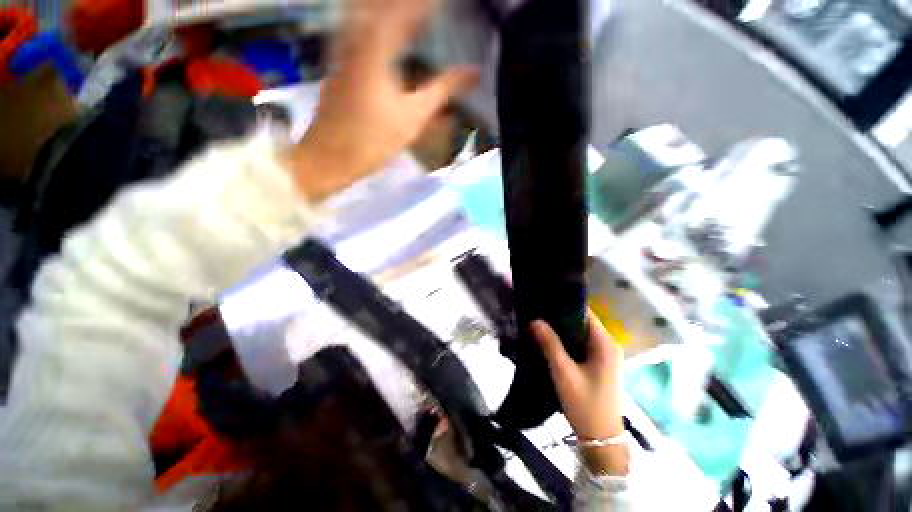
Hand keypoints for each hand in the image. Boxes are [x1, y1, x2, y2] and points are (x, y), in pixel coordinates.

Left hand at [291, 0, 478, 199]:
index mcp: (376, 43)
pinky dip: (378, 26)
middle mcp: (357, 35)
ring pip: (369, 14)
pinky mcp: (339, 61)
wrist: (331, 156)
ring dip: (394, 14)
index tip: (448, 5)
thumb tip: (474, 73)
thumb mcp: (413, 115)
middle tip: (432, 12)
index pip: (410, 8)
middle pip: (385, 6)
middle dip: (413, 8)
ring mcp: (344, 47)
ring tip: (416, 23)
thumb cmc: (374, 138)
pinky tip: (389, 35)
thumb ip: (443, 90)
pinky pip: (359, 29)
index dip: (430, 5)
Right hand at [532, 311, 629, 474]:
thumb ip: (550, 344)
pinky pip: (582, 344)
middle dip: (560, 317)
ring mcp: (606, 355)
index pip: (585, 313)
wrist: (602, 439)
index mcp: (605, 343)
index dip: (564, 304)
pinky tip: (551, 340)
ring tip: (541, 322)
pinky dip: (568, 340)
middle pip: (582, 322)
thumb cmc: (585, 404)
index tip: (544, 300)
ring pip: (581, 333)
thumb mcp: (564, 373)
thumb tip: (535, 320)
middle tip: (538, 312)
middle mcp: (609, 345)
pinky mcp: (600, 364)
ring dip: (563, 329)